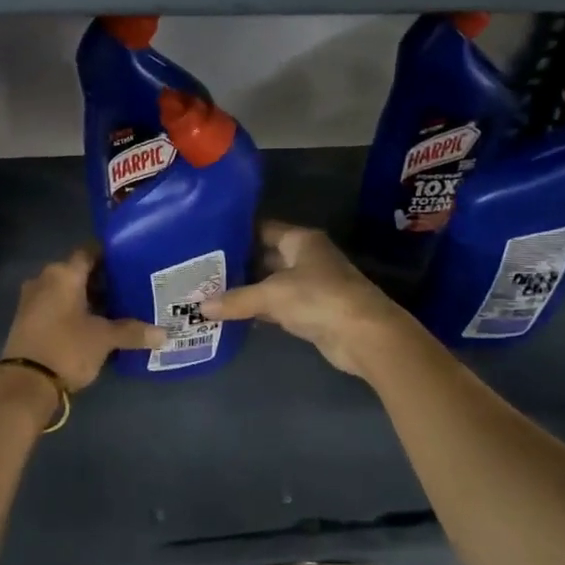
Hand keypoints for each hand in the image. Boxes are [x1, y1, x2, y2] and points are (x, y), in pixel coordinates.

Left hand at [1, 246, 164, 391]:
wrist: (25, 384)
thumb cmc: (67, 348)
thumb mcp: (104, 339)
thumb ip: (133, 332)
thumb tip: (164, 335)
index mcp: (63, 274)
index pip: (89, 252)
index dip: (110, 255)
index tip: (130, 262)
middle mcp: (44, 280)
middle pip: (78, 272)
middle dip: (102, 280)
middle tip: (129, 287)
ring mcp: (32, 300)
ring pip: (66, 291)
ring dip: (87, 298)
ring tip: (117, 307)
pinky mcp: (28, 321)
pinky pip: (56, 307)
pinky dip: (74, 311)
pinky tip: (94, 324)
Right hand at [203, 221, 411, 378]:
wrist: (363, 335)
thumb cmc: (319, 298)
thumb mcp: (272, 295)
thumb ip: (237, 299)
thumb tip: (201, 307)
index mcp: (301, 240)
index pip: (263, 229)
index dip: (237, 233)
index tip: (207, 239)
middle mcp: (306, 258)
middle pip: (266, 256)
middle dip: (238, 264)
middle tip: (202, 270)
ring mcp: (311, 286)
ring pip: (271, 283)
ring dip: (247, 290)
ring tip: (209, 291)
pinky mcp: (312, 312)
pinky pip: (278, 306)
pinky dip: (259, 310)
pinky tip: (233, 314)